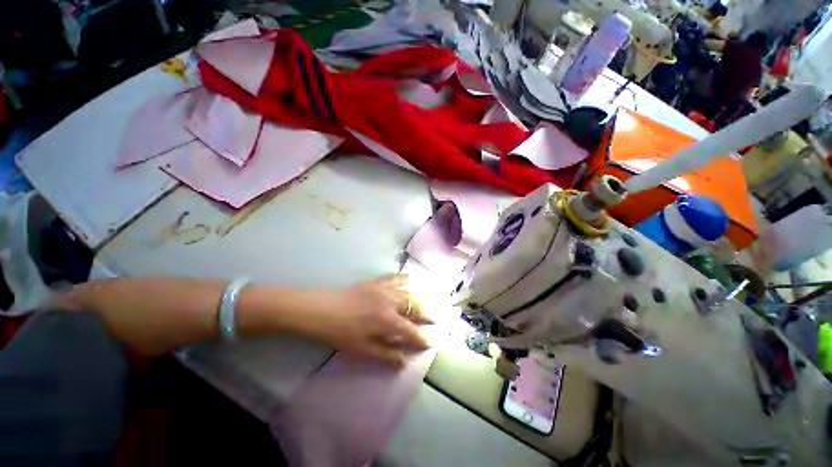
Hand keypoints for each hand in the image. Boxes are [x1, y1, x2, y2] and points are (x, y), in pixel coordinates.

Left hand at [297, 275, 431, 365]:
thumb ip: (385, 354)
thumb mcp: (362, 349)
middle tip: (434, 318)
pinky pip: (395, 278)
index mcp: (388, 321)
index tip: (429, 343)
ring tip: (426, 301)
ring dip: (419, 297)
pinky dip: (405, 279)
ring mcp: (384, 289)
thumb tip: (404, 361)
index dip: (421, 338)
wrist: (322, 310)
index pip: (411, 331)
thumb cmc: (341, 333)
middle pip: (415, 306)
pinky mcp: (376, 282)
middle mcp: (391, 302)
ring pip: (408, 291)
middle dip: (427, 313)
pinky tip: (409, 280)